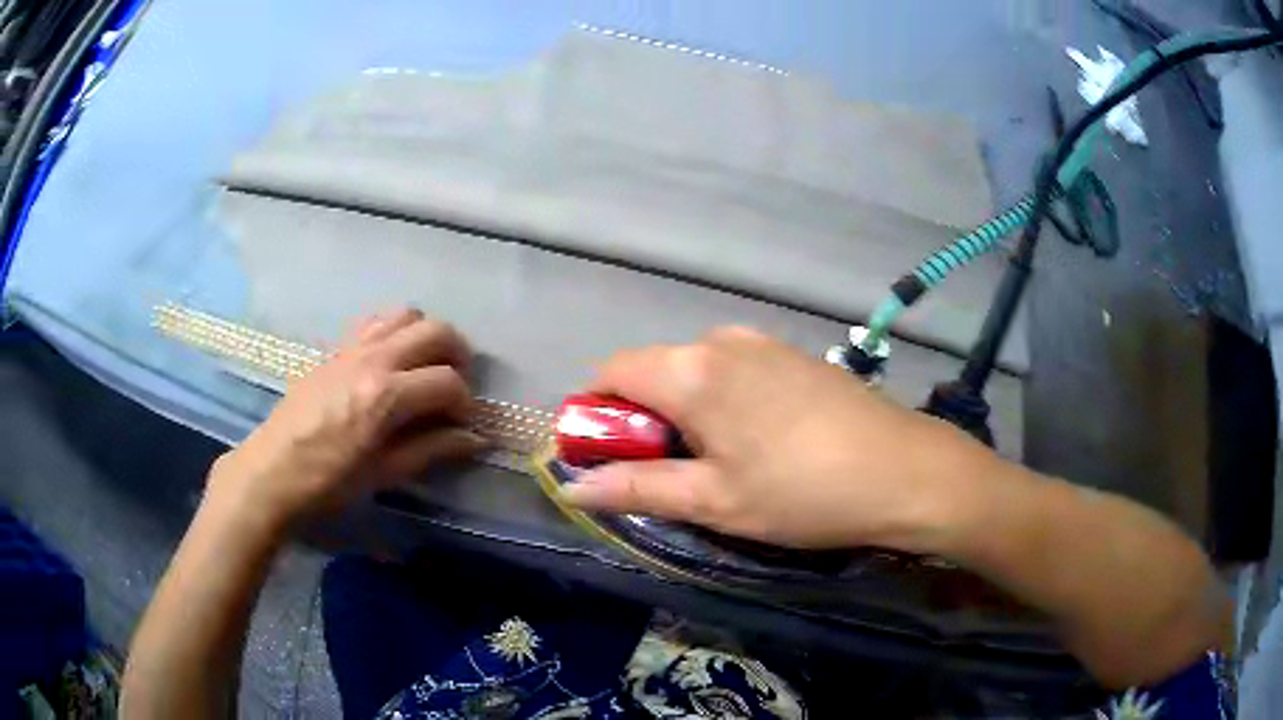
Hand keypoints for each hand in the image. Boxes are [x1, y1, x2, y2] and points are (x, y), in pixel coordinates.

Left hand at [207, 308, 484, 530]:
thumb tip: (475, 439)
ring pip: (406, 314)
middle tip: (456, 386)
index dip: (465, 403)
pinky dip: (395, 331)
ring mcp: (352, 347)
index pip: (447, 382)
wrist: (273, 471)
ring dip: (426, 335)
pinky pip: (375, 321)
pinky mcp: (335, 348)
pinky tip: (392, 361)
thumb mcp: (384, 473)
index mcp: (386, 396)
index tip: (463, 424)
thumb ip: (432, 449)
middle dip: (458, 355)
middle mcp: (373, 359)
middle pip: (435, 331)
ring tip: (427, 366)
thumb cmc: (329, 482)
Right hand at [562, 327, 998, 551]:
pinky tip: (758, 441)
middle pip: (653, 371)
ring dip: (684, 412)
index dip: (596, 415)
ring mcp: (762, 342)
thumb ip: (637, 488)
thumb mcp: (713, 501)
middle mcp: (721, 340)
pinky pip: (732, 371)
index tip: (608, 459)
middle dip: (642, 420)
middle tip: (669, 475)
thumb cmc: (803, 493)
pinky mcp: (792, 354)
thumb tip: (571, 488)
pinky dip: (720, 402)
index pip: (611, 372)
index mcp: (692, 370)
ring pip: (694, 372)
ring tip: (718, 464)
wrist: (906, 471)